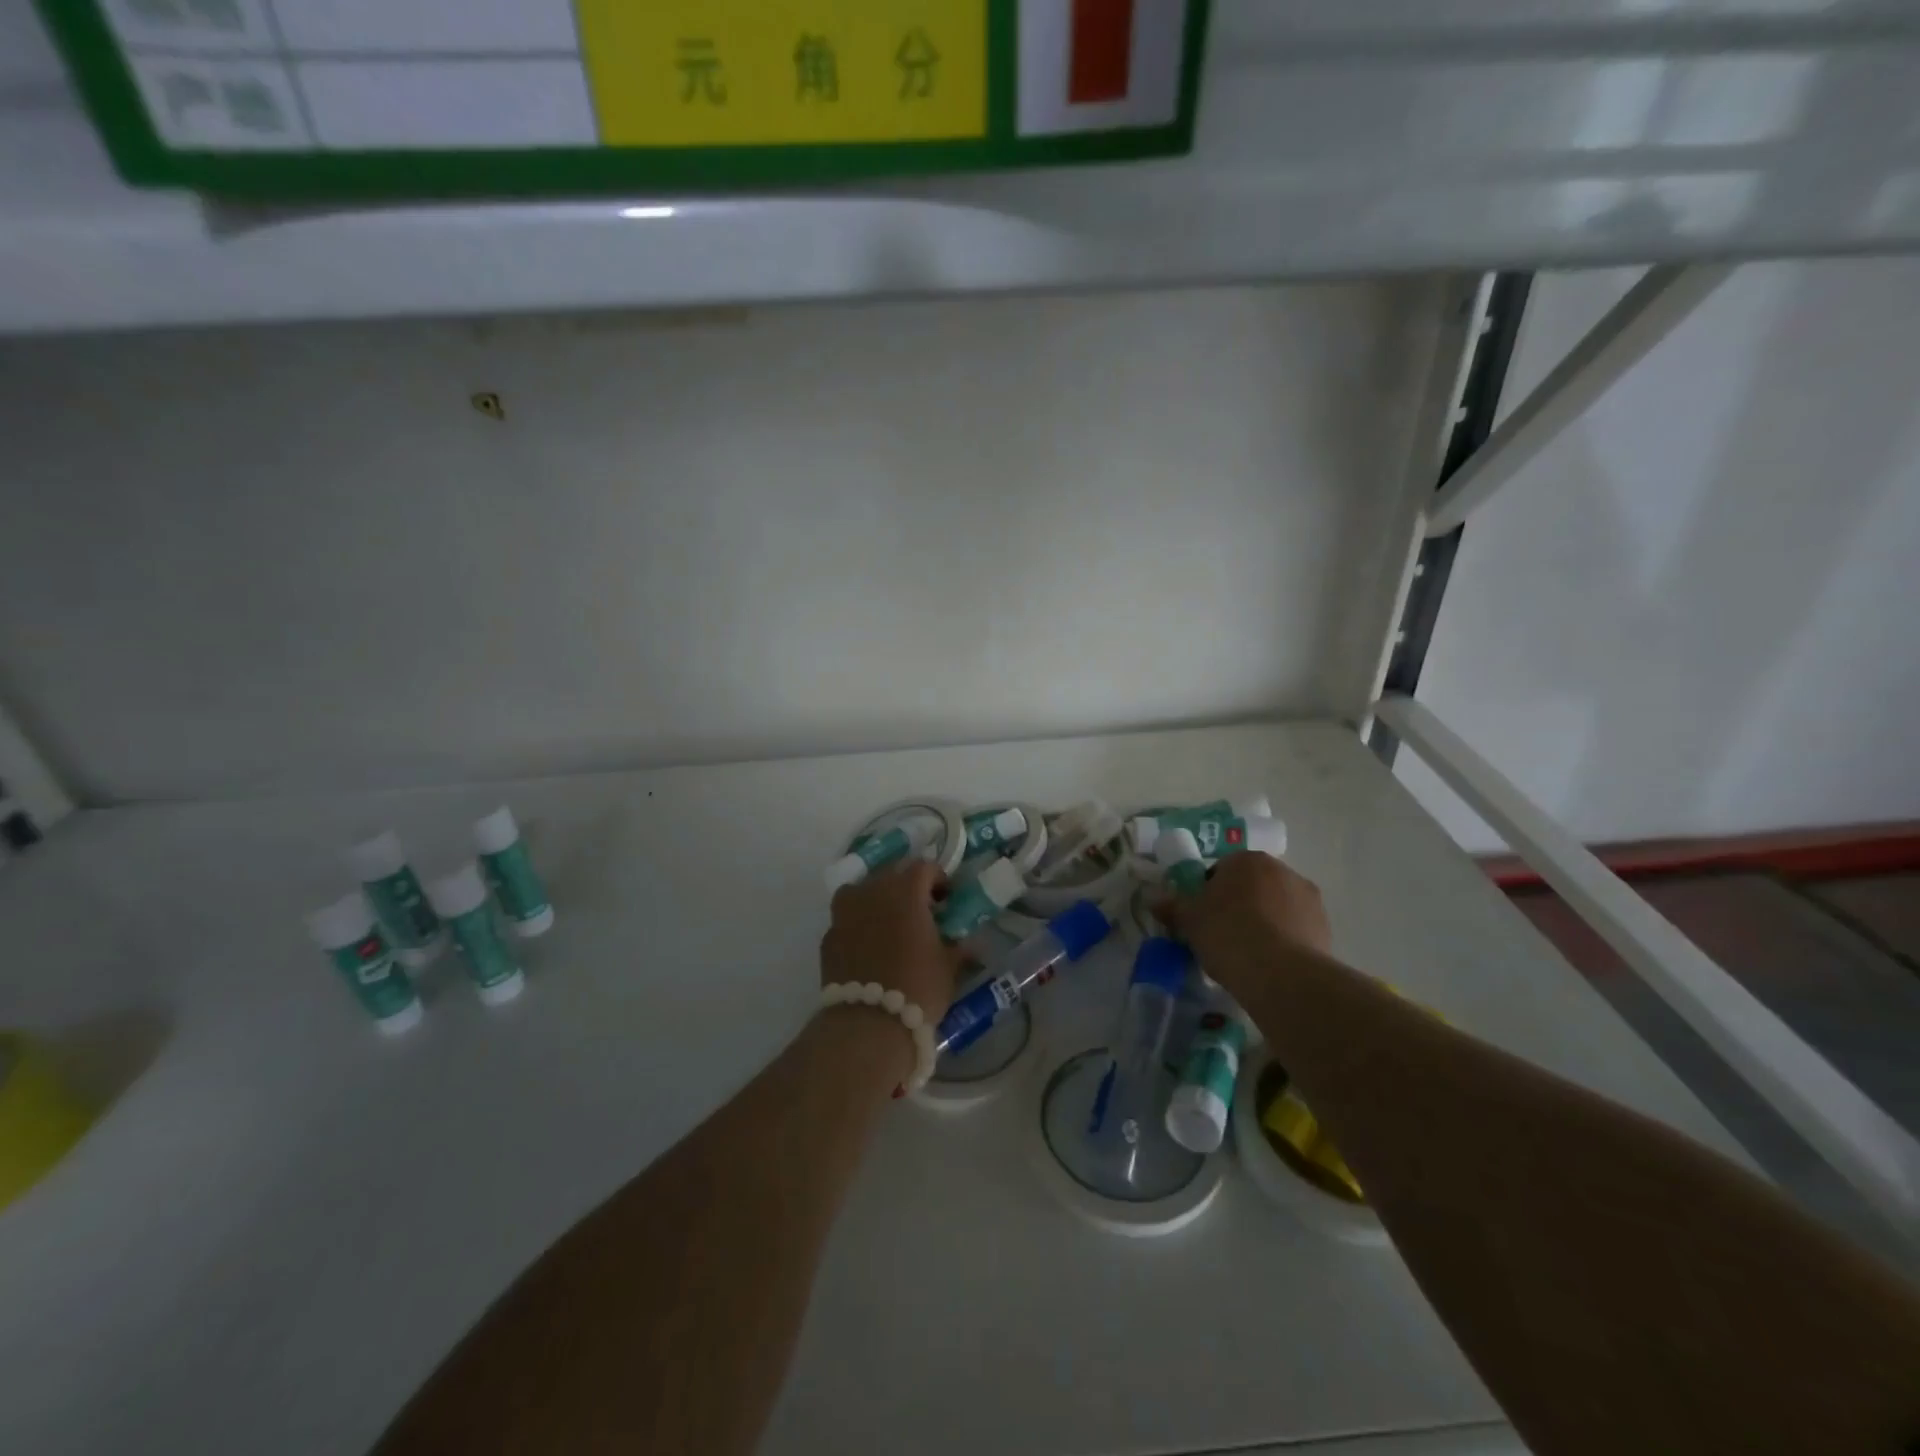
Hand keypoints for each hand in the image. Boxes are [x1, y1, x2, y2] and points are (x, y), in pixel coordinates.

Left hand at [821, 860, 967, 1019]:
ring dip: (876, 899)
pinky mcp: (828, 937)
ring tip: (887, 923)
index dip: (937, 879)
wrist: (868, 1024)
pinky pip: (845, 919)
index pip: (924, 867)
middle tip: (919, 911)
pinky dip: (857, 924)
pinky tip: (866, 947)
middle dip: (906, 887)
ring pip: (861, 891)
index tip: (945, 899)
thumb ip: (958, 948)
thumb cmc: (918, 988)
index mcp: (906, 891)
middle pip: (891, 874)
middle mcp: (872, 892)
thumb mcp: (948, 968)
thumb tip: (971, 944)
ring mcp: (845, 913)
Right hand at [1153, 851, 1332, 997]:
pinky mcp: (1326, 928)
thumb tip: (1153, 899)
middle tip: (1222, 936)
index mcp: (1247, 860)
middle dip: (1239, 906)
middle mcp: (1282, 870)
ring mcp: (1308, 899)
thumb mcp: (1189, 920)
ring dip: (1264, 923)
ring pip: (1276, 908)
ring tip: (1247, 955)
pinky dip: (1283, 942)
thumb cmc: (1228, 933)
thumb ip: (1172, 906)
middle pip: (1252, 886)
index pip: (1221, 870)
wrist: (1281, 974)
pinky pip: (1295, 930)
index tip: (1202, 919)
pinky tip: (1269, 966)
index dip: (1208, 894)